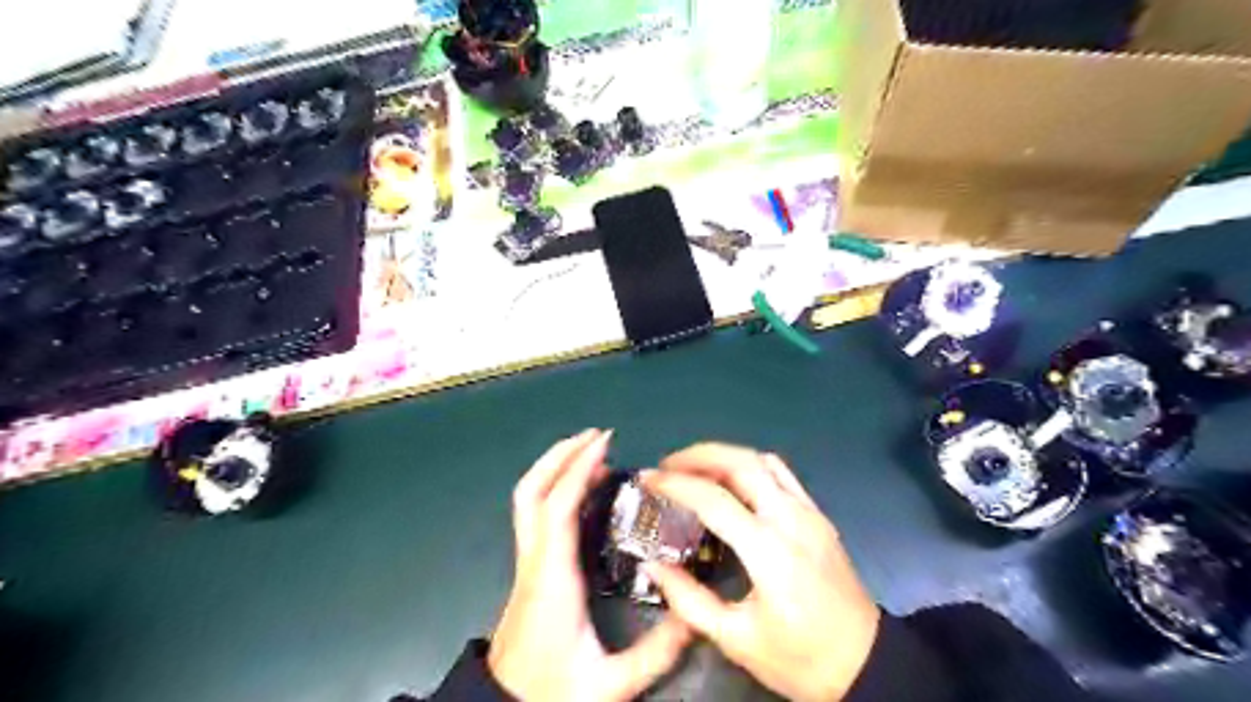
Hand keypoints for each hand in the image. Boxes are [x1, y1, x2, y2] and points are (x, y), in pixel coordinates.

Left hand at [487, 430, 694, 698]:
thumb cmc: (551, 692)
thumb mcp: (609, 684)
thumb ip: (655, 653)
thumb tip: (694, 617)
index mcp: (552, 577)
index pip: (557, 507)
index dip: (578, 469)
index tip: (604, 443)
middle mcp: (534, 559)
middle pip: (531, 491)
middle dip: (560, 455)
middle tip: (595, 436)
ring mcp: (527, 561)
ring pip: (527, 499)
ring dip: (554, 467)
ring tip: (591, 452)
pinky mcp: (529, 567)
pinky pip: (536, 513)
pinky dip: (556, 488)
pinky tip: (582, 490)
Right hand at [644, 444, 876, 700]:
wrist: (867, 665)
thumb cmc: (800, 658)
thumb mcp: (737, 638)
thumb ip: (689, 600)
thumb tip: (654, 566)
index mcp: (769, 551)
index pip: (714, 498)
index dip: (675, 483)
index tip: (648, 479)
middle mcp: (790, 518)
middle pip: (741, 462)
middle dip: (698, 455)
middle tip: (667, 465)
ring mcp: (809, 512)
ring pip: (763, 461)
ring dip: (724, 456)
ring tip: (693, 468)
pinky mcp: (818, 515)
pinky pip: (781, 474)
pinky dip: (749, 465)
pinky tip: (731, 481)